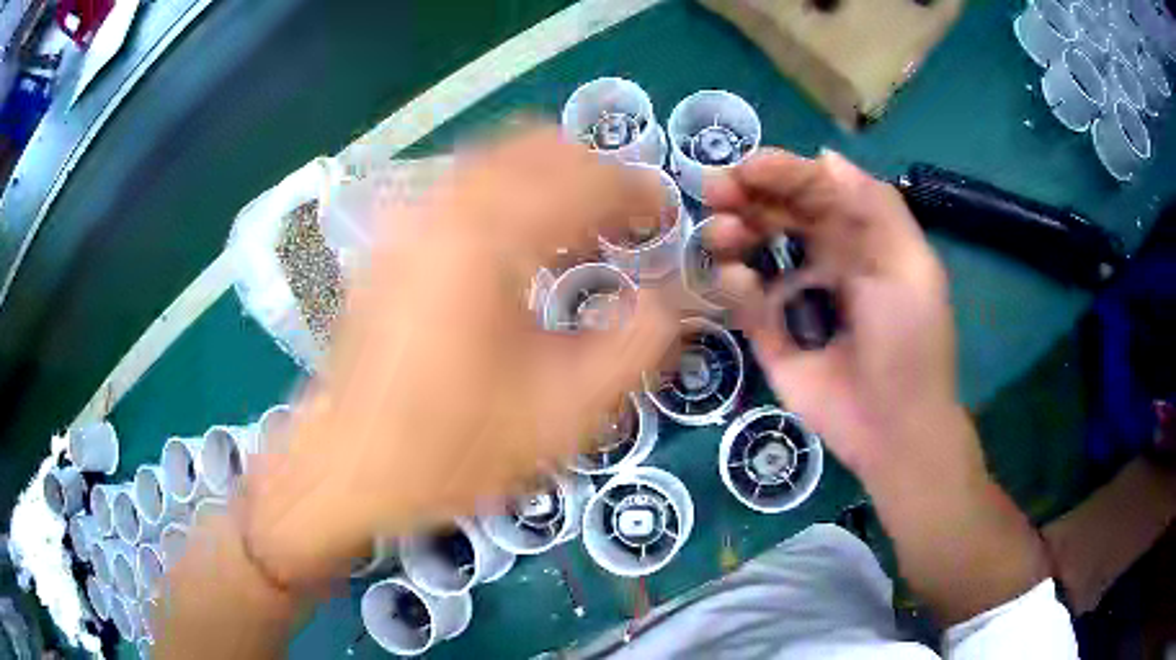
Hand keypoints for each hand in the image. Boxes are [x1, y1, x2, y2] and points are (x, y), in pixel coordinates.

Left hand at [243, 127, 678, 586]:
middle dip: (598, 176)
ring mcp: (408, 214)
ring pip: (499, 157)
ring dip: (553, 181)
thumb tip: (676, 291)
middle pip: (541, 146)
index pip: (588, 177)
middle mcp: (443, 203)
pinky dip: (510, 194)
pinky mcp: (392, 235)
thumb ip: (642, 340)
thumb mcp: (570, 409)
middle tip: (627, 226)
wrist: (351, 465)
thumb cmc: (456, 447)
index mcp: (489, 237)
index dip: (641, 192)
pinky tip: (522, 247)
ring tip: (582, 233)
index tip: (666, 222)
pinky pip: (465, 184)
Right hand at [705, 149, 964, 481]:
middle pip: (778, 214)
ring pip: (753, 251)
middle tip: (715, 191)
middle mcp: (824, 259)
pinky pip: (745, 303)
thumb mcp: (911, 265)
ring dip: (732, 233)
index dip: (782, 172)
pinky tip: (736, 281)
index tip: (746, 167)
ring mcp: (794, 298)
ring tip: (721, 234)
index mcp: (859, 238)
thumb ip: (876, 206)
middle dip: (746, 195)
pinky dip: (734, 285)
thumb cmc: (911, 341)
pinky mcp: (772, 338)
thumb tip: (826, 157)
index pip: (815, 191)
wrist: (895, 428)